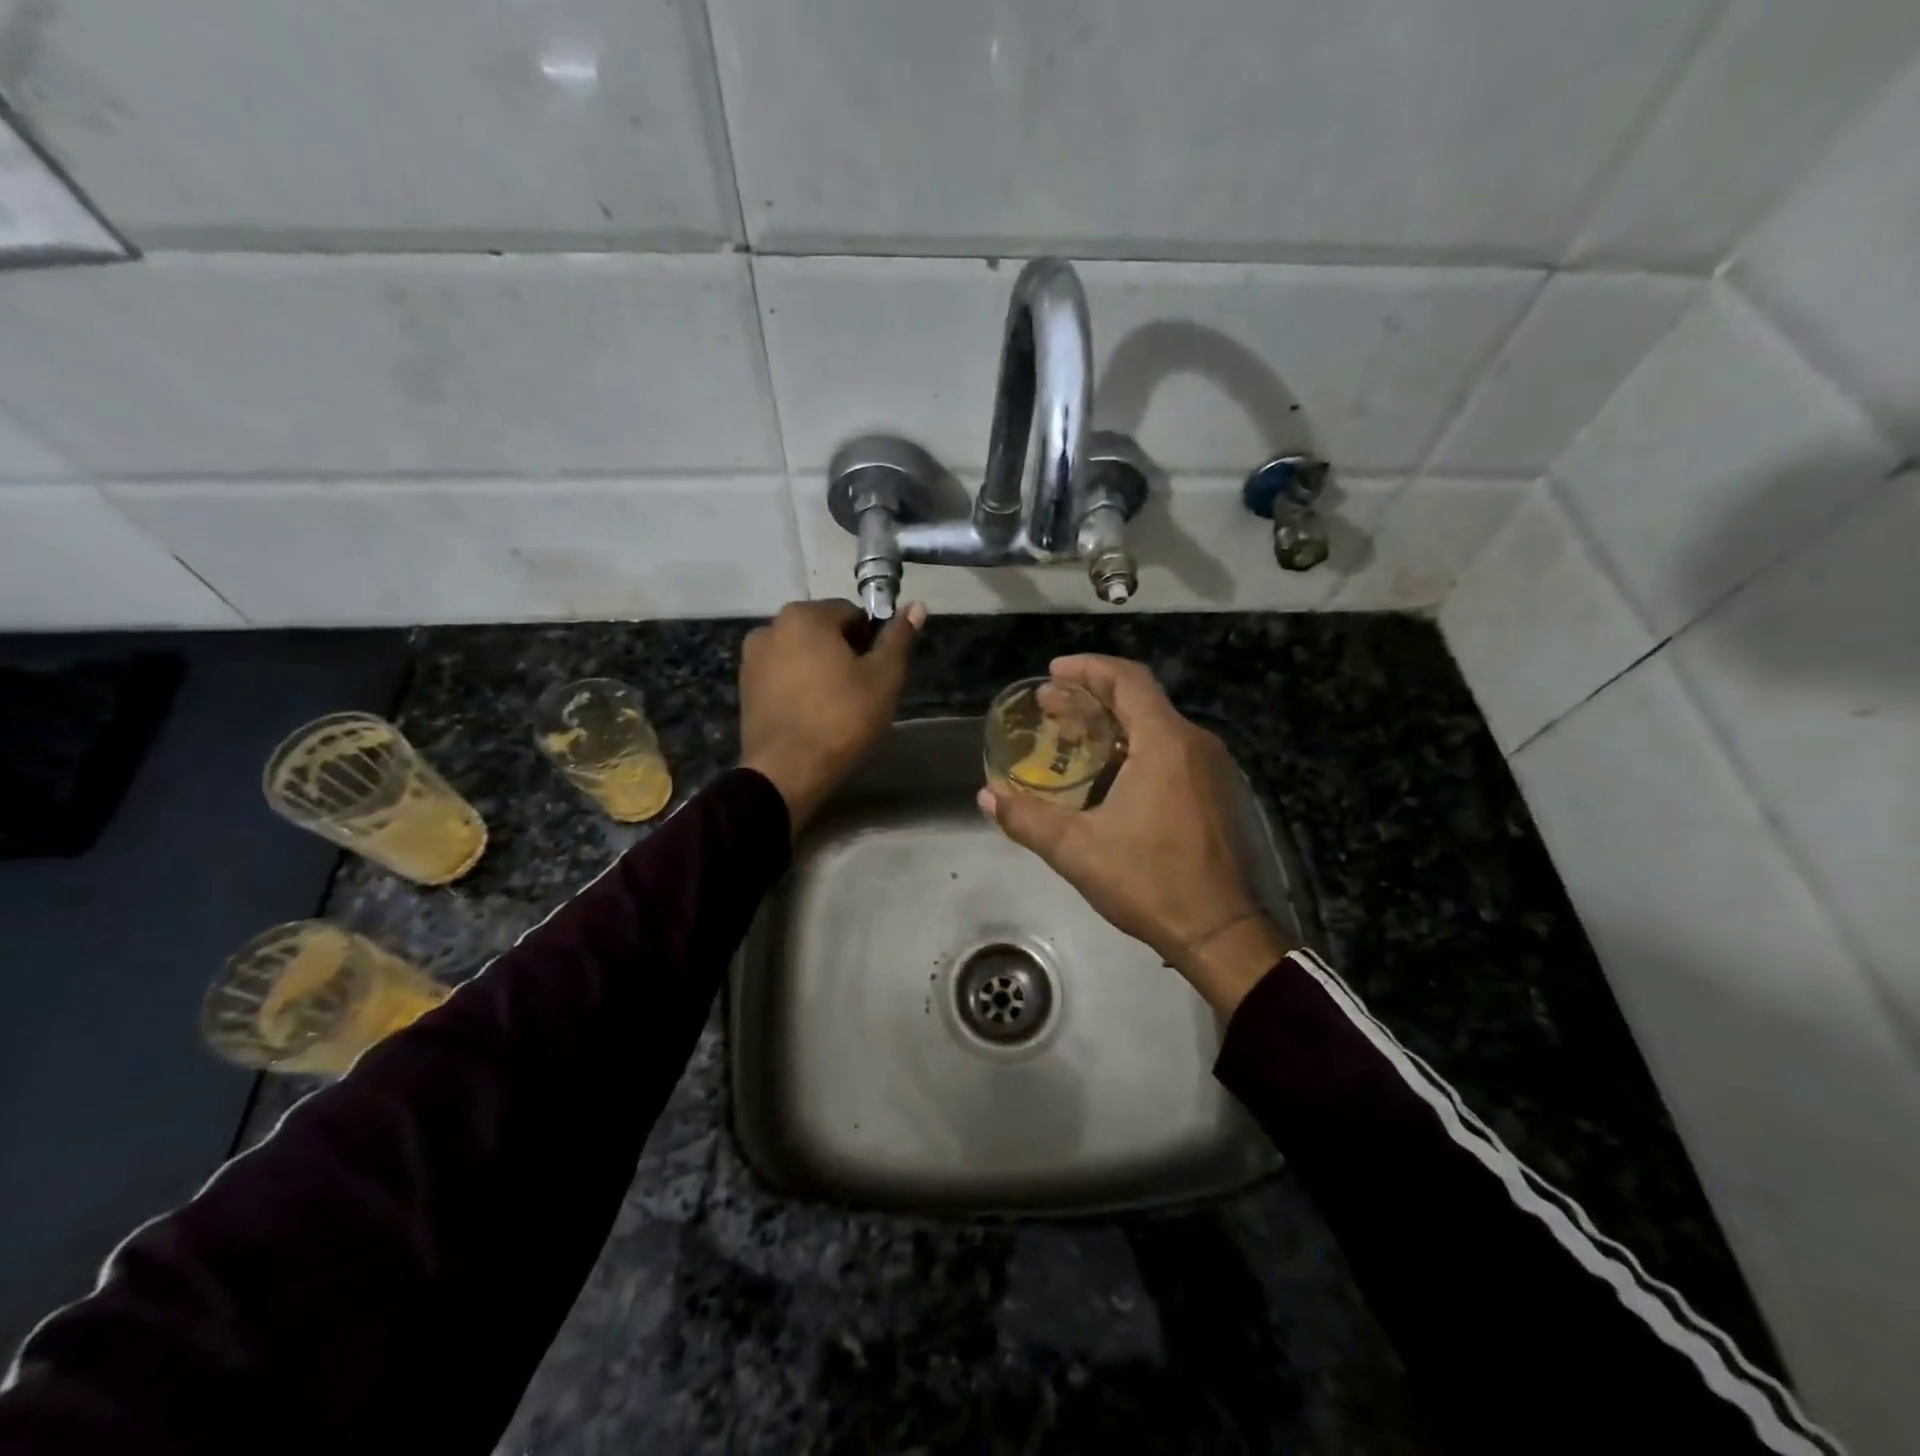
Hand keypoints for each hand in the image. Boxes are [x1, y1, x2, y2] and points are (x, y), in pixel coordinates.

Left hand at [740, 599, 924, 835]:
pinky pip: (782, 677)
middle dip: (844, 655)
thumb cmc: (842, 718)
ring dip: (820, 671)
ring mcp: (752, 659)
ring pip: (802, 655)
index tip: (877, 673)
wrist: (787, 772)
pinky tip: (812, 716)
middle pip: (823, 632)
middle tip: (860, 693)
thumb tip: (917, 606)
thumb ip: (899, 638)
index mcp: (804, 616)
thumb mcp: (884, 677)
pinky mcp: (745, 688)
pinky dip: (799, 688)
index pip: (852, 614)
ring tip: (836, 708)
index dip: (871, 642)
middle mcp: (770, 627)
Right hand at [978, 655, 1294, 1014]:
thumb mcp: (1076, 850)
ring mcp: (1212, 768)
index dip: (1088, 669)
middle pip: (1141, 699)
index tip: (1052, 674)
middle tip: (1050, 707)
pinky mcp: (1217, 792)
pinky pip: (1173, 750)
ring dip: (1114, 723)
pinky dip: (1136, 746)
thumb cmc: (1150, 882)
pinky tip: (1109, 774)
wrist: (1221, 932)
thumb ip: (1026, 818)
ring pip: (1157, 725)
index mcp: (1166, 743)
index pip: (1127, 679)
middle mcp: (1195, 743)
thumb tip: (986, 796)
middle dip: (1092, 696)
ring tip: (1072, 738)